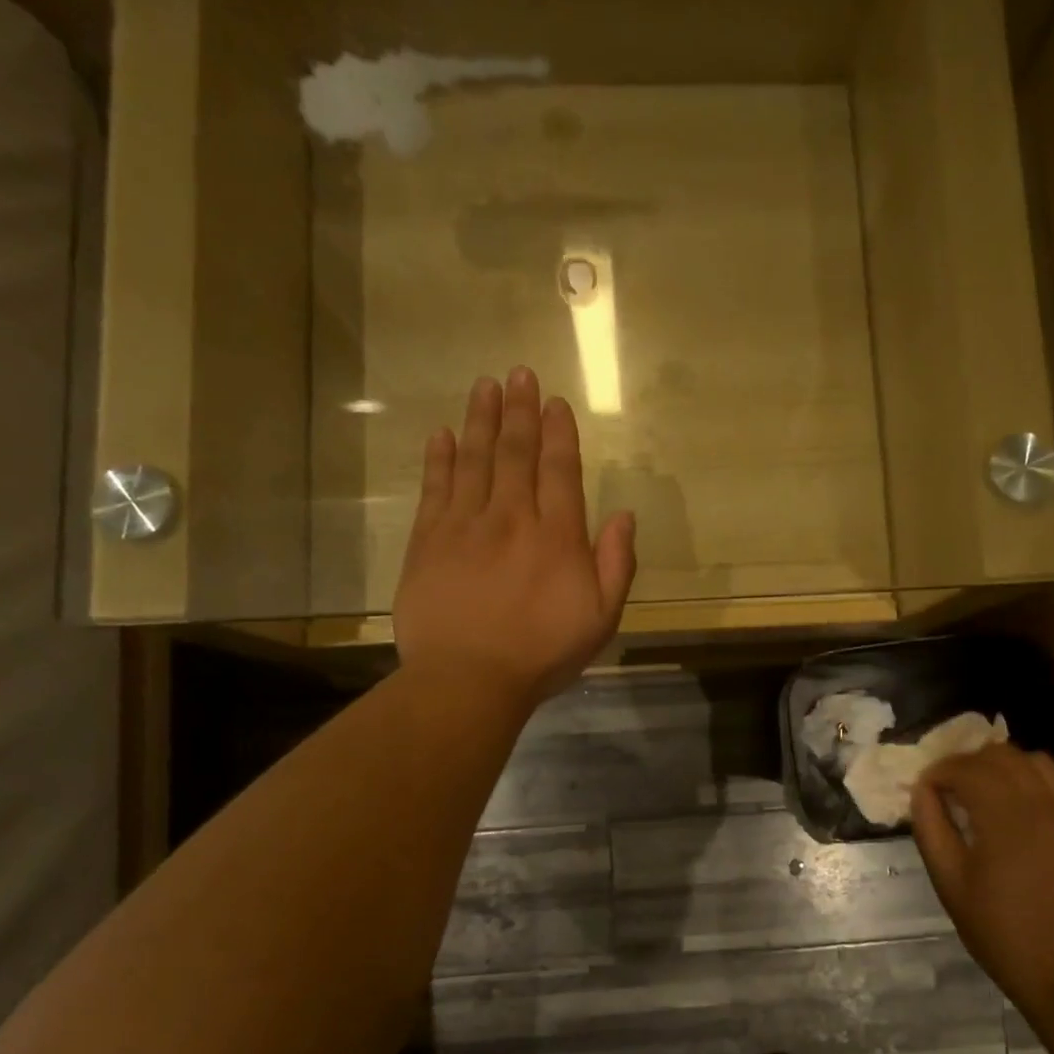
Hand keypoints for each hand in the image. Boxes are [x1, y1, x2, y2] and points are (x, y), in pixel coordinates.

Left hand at [394, 368, 636, 705]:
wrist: (468, 680)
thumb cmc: (542, 654)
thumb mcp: (601, 618)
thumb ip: (616, 564)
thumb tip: (625, 515)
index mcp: (557, 537)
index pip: (559, 470)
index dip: (558, 433)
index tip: (554, 402)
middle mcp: (512, 518)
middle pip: (515, 453)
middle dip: (520, 411)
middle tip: (519, 373)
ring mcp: (465, 526)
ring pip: (475, 460)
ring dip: (481, 420)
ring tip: (485, 385)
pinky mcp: (428, 542)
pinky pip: (435, 489)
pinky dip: (440, 458)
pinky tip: (443, 434)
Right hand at [911, 744, 1053, 1023]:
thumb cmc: (1000, 931)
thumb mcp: (950, 883)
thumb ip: (931, 828)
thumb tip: (922, 791)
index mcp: (1005, 817)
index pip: (966, 768)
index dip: (939, 772)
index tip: (924, 790)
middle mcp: (1043, 803)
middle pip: (1001, 754)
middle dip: (969, 763)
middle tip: (950, 788)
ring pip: (1036, 760)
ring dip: (1004, 766)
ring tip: (986, 791)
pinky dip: (1038, 779)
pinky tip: (1023, 803)